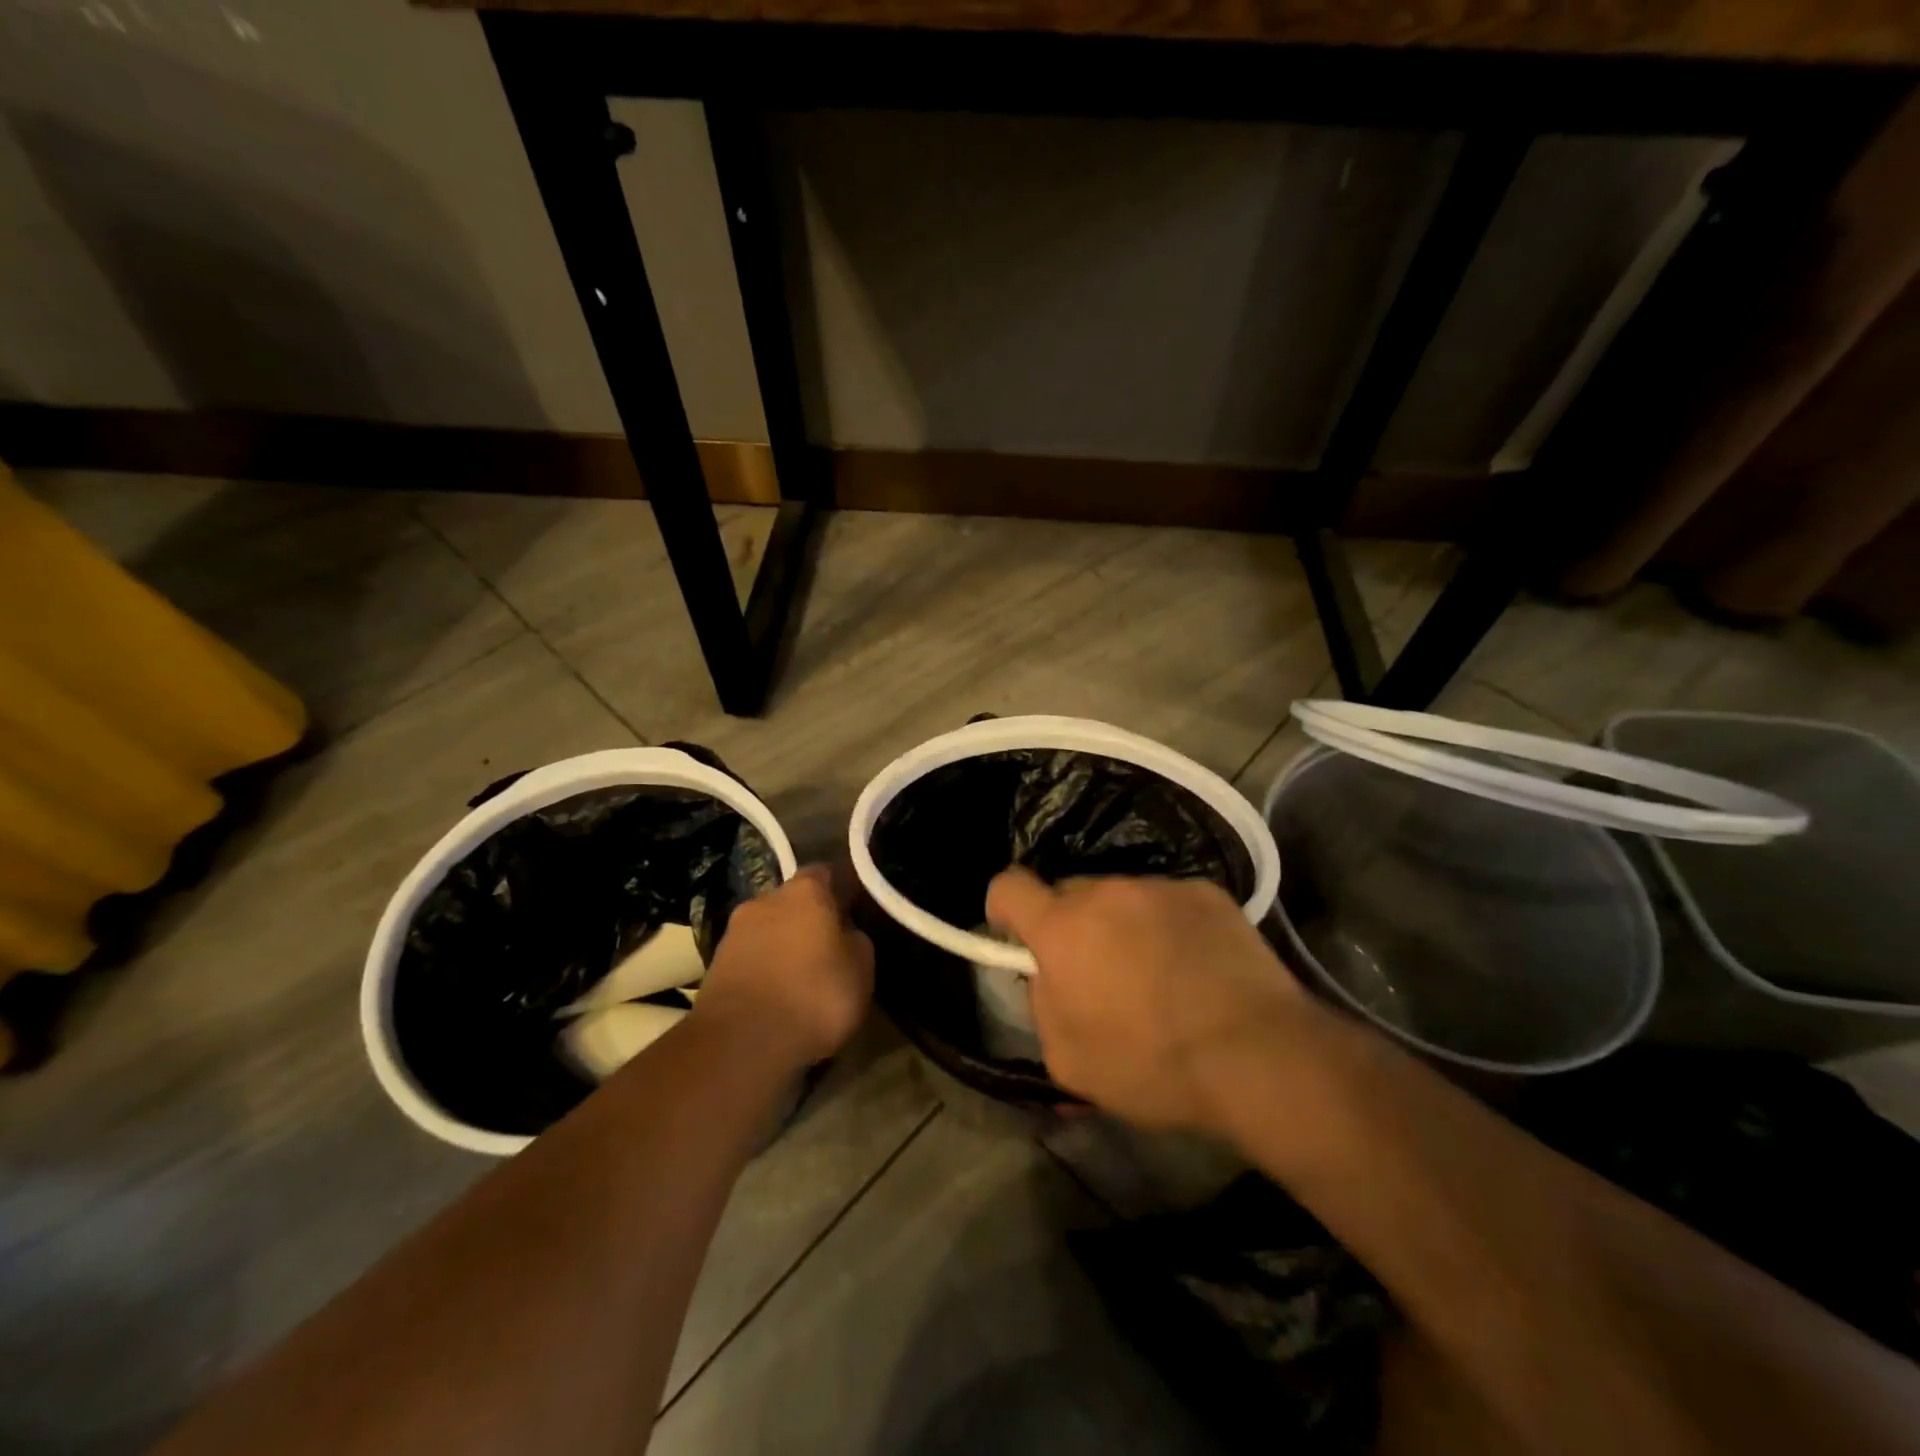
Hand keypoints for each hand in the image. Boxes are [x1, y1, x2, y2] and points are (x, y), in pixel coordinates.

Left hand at [696, 865, 873, 1067]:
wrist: (741, 1044)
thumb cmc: (814, 995)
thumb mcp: (861, 968)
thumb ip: (856, 940)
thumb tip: (845, 934)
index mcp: (805, 891)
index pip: (825, 873)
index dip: (840, 890)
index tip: (852, 911)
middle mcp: (765, 900)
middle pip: (792, 901)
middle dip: (808, 919)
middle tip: (826, 947)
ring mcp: (734, 932)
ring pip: (768, 929)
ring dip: (782, 945)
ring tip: (799, 977)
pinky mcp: (714, 966)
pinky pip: (750, 958)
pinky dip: (763, 969)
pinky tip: (775, 995)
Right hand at [986, 868, 1313, 1129]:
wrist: (1258, 1056)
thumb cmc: (1152, 1065)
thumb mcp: (1069, 1060)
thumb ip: (1043, 1006)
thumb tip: (1049, 977)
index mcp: (1062, 928)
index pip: (1008, 886)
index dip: (1003, 907)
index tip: (1015, 934)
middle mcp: (1106, 892)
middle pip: (1069, 893)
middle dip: (1071, 925)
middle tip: (1098, 972)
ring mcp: (1159, 887)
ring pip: (1121, 898)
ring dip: (1122, 925)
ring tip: (1157, 974)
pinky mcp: (1206, 893)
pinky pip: (1168, 902)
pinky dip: (1169, 925)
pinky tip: (1196, 967)